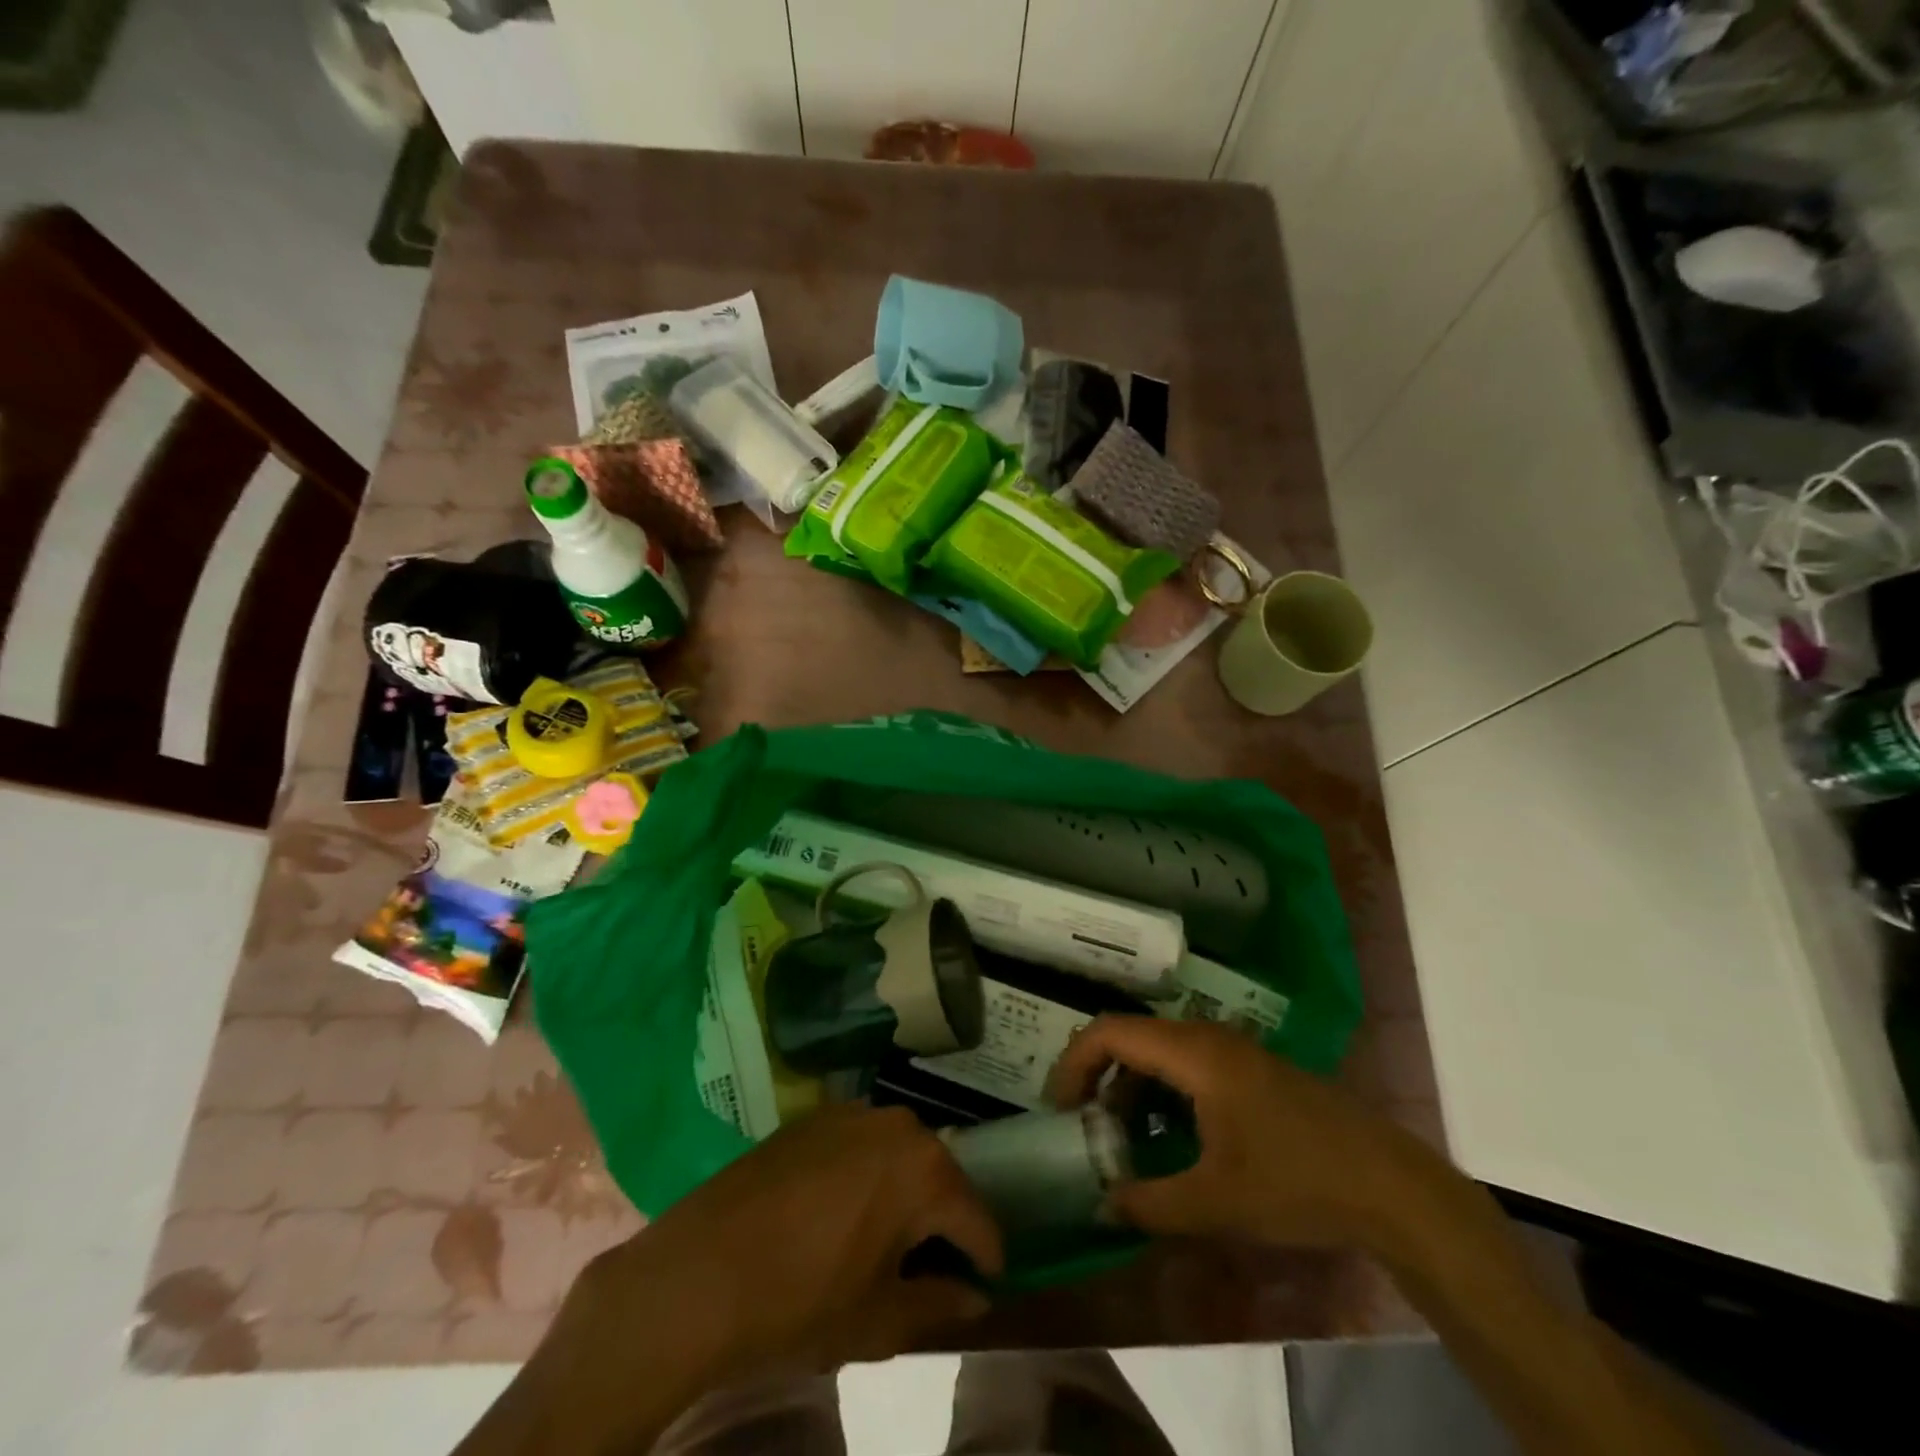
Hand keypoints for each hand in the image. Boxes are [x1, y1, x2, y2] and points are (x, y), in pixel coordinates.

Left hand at [551, 1105, 1001, 1388]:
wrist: (699, 1274)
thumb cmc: (801, 1302)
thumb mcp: (879, 1320)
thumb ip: (938, 1304)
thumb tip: (975, 1298)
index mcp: (924, 1170)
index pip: (975, 1217)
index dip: (984, 1257)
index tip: (982, 1285)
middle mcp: (897, 1125)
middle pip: (938, 1176)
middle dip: (941, 1221)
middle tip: (928, 1267)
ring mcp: (851, 1113)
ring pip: (898, 1155)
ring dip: (902, 1192)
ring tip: (884, 1239)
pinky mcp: (813, 1117)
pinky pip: (858, 1143)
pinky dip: (865, 1173)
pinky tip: (840, 1212)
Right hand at [1049, 1016, 1409, 1251]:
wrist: (1391, 1185)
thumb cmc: (1298, 1183)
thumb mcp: (1216, 1202)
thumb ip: (1149, 1203)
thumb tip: (1100, 1205)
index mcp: (1193, 1053)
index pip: (1110, 1031)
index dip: (1074, 1062)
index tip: (1059, 1107)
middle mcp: (1207, 1037)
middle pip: (1131, 1038)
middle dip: (1098, 1078)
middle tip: (1084, 1127)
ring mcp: (1232, 1051)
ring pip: (1160, 1053)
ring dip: (1131, 1089)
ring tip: (1123, 1141)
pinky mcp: (1250, 1070)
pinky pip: (1187, 1067)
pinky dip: (1162, 1094)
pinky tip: (1170, 1140)